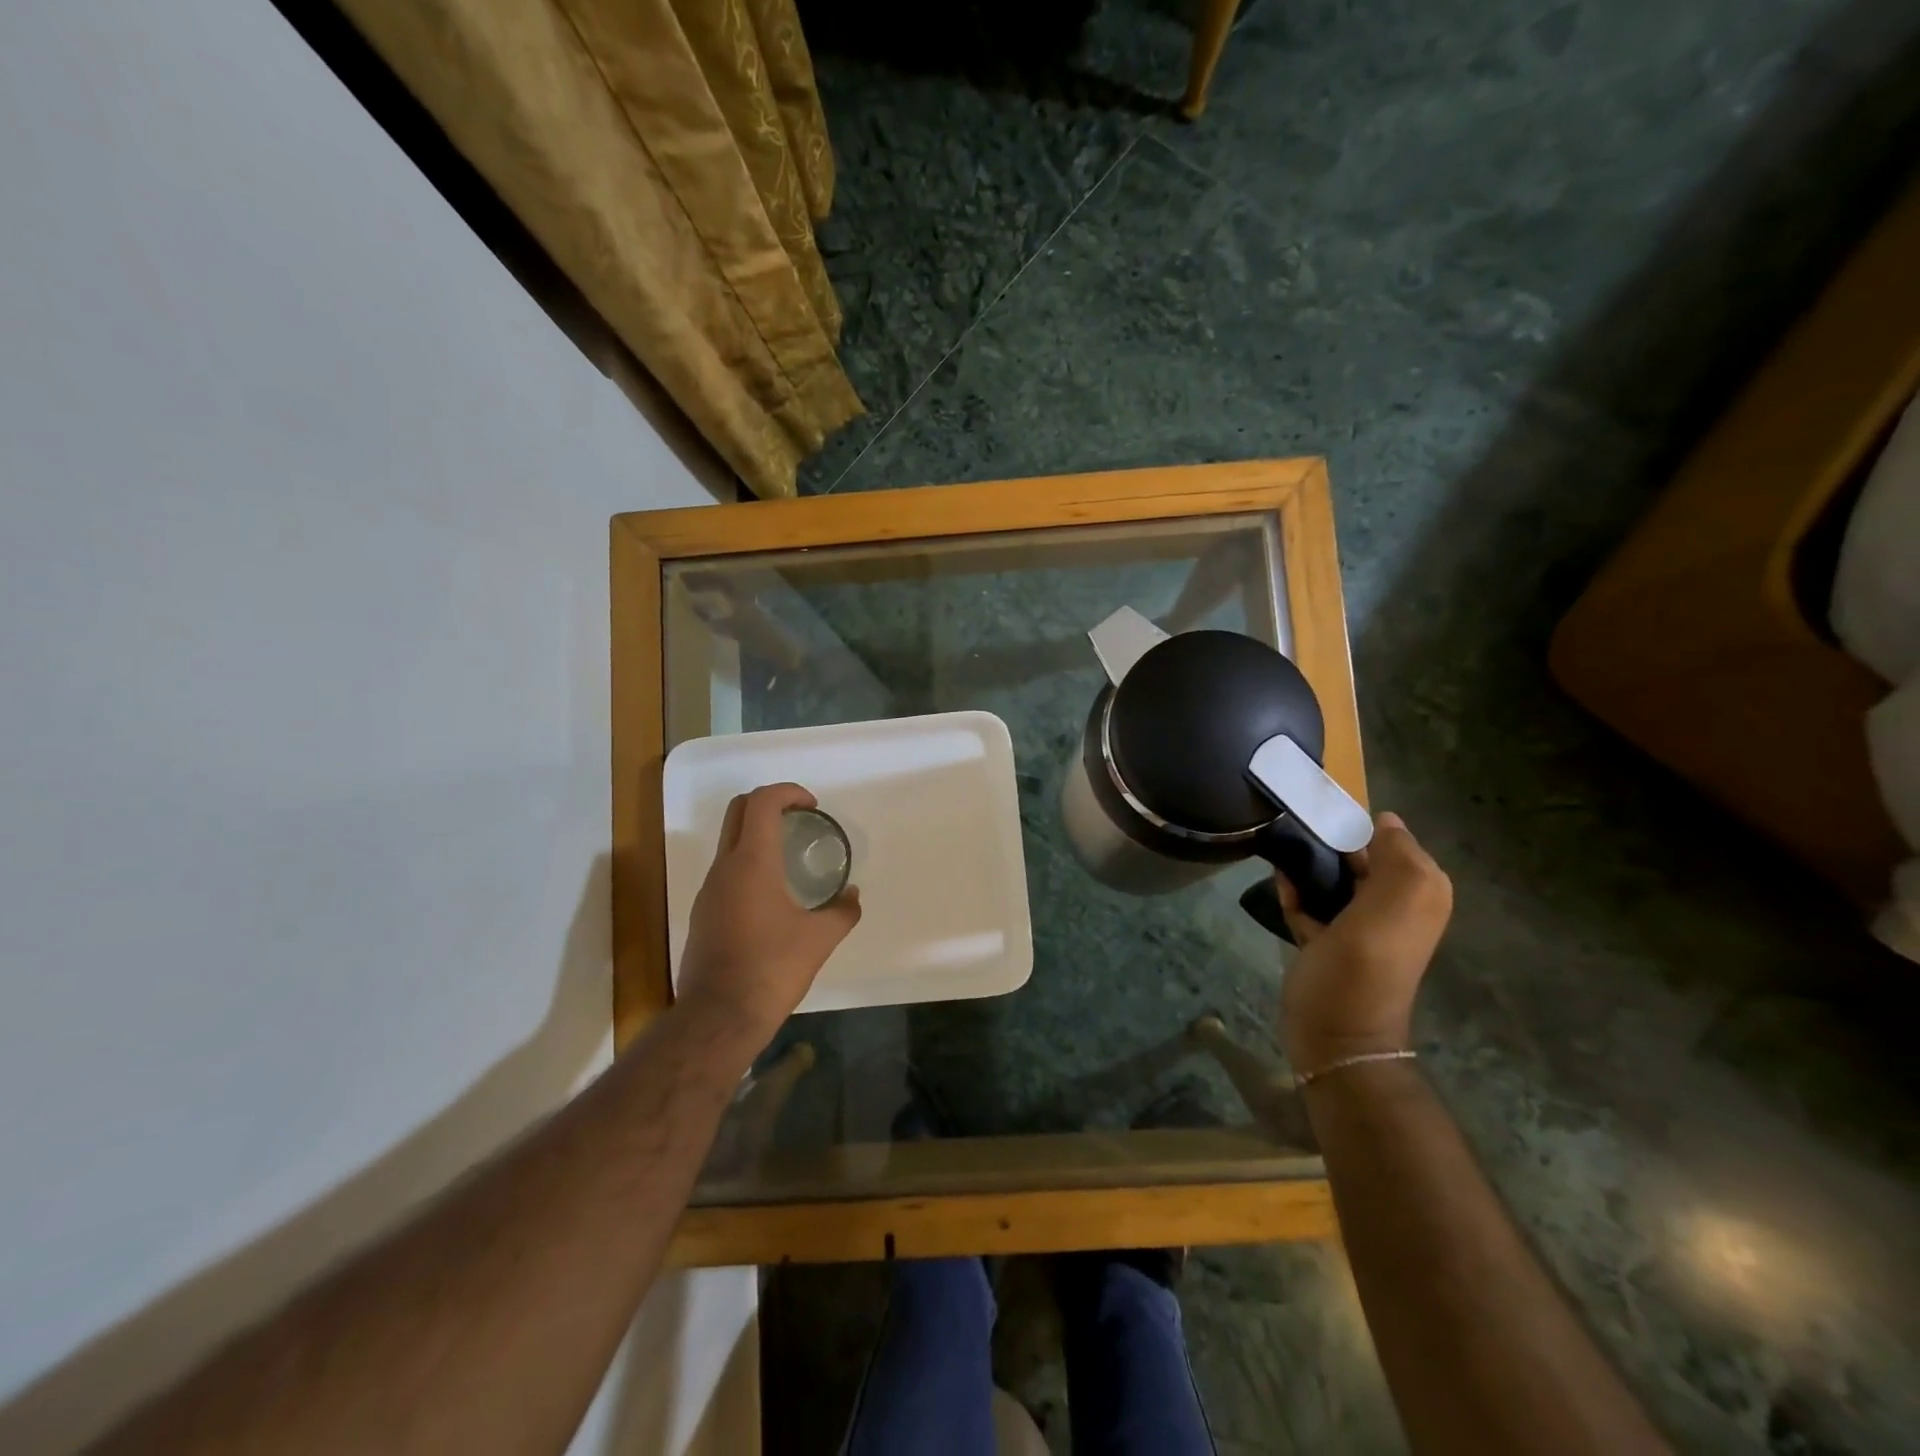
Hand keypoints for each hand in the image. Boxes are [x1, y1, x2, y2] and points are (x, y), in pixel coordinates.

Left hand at [675, 783, 860, 1050]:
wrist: (719, 1017)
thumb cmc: (772, 968)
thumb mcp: (820, 939)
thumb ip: (842, 911)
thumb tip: (852, 896)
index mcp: (752, 862)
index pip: (762, 802)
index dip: (788, 792)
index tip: (812, 807)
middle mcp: (724, 868)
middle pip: (738, 810)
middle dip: (770, 803)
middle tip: (800, 820)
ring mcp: (708, 891)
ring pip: (729, 842)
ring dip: (757, 836)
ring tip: (791, 859)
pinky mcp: (702, 914)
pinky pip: (725, 872)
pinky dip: (748, 865)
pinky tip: (772, 897)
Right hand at [1276, 811, 1451, 1073]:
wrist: (1334, 1035)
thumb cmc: (1362, 966)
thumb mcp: (1395, 905)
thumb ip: (1399, 857)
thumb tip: (1384, 819)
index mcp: (1418, 894)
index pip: (1390, 839)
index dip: (1358, 826)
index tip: (1322, 818)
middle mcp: (1394, 906)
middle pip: (1359, 857)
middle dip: (1328, 846)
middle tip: (1296, 837)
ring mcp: (1359, 926)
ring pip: (1331, 878)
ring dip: (1307, 869)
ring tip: (1283, 858)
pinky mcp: (1327, 940)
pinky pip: (1311, 903)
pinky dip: (1295, 893)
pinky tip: (1280, 886)